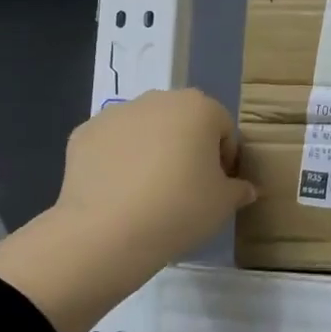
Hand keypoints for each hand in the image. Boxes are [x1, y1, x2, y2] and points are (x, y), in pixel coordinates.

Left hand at [0, 89, 255, 331]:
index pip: (223, 128)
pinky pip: (112, 144)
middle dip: (187, 147)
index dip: (225, 158)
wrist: (107, 232)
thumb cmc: (180, 209)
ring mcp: (116, 113)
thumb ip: (239, 190)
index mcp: (199, 107)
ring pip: (145, 129)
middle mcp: (158, 99)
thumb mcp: (223, 204)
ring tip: (149, 193)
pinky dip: (118, 161)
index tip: (218, 187)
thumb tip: (246, 189)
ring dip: (151, 150)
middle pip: (182, 121)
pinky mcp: (83, 133)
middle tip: (186, 187)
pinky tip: (119, 193)